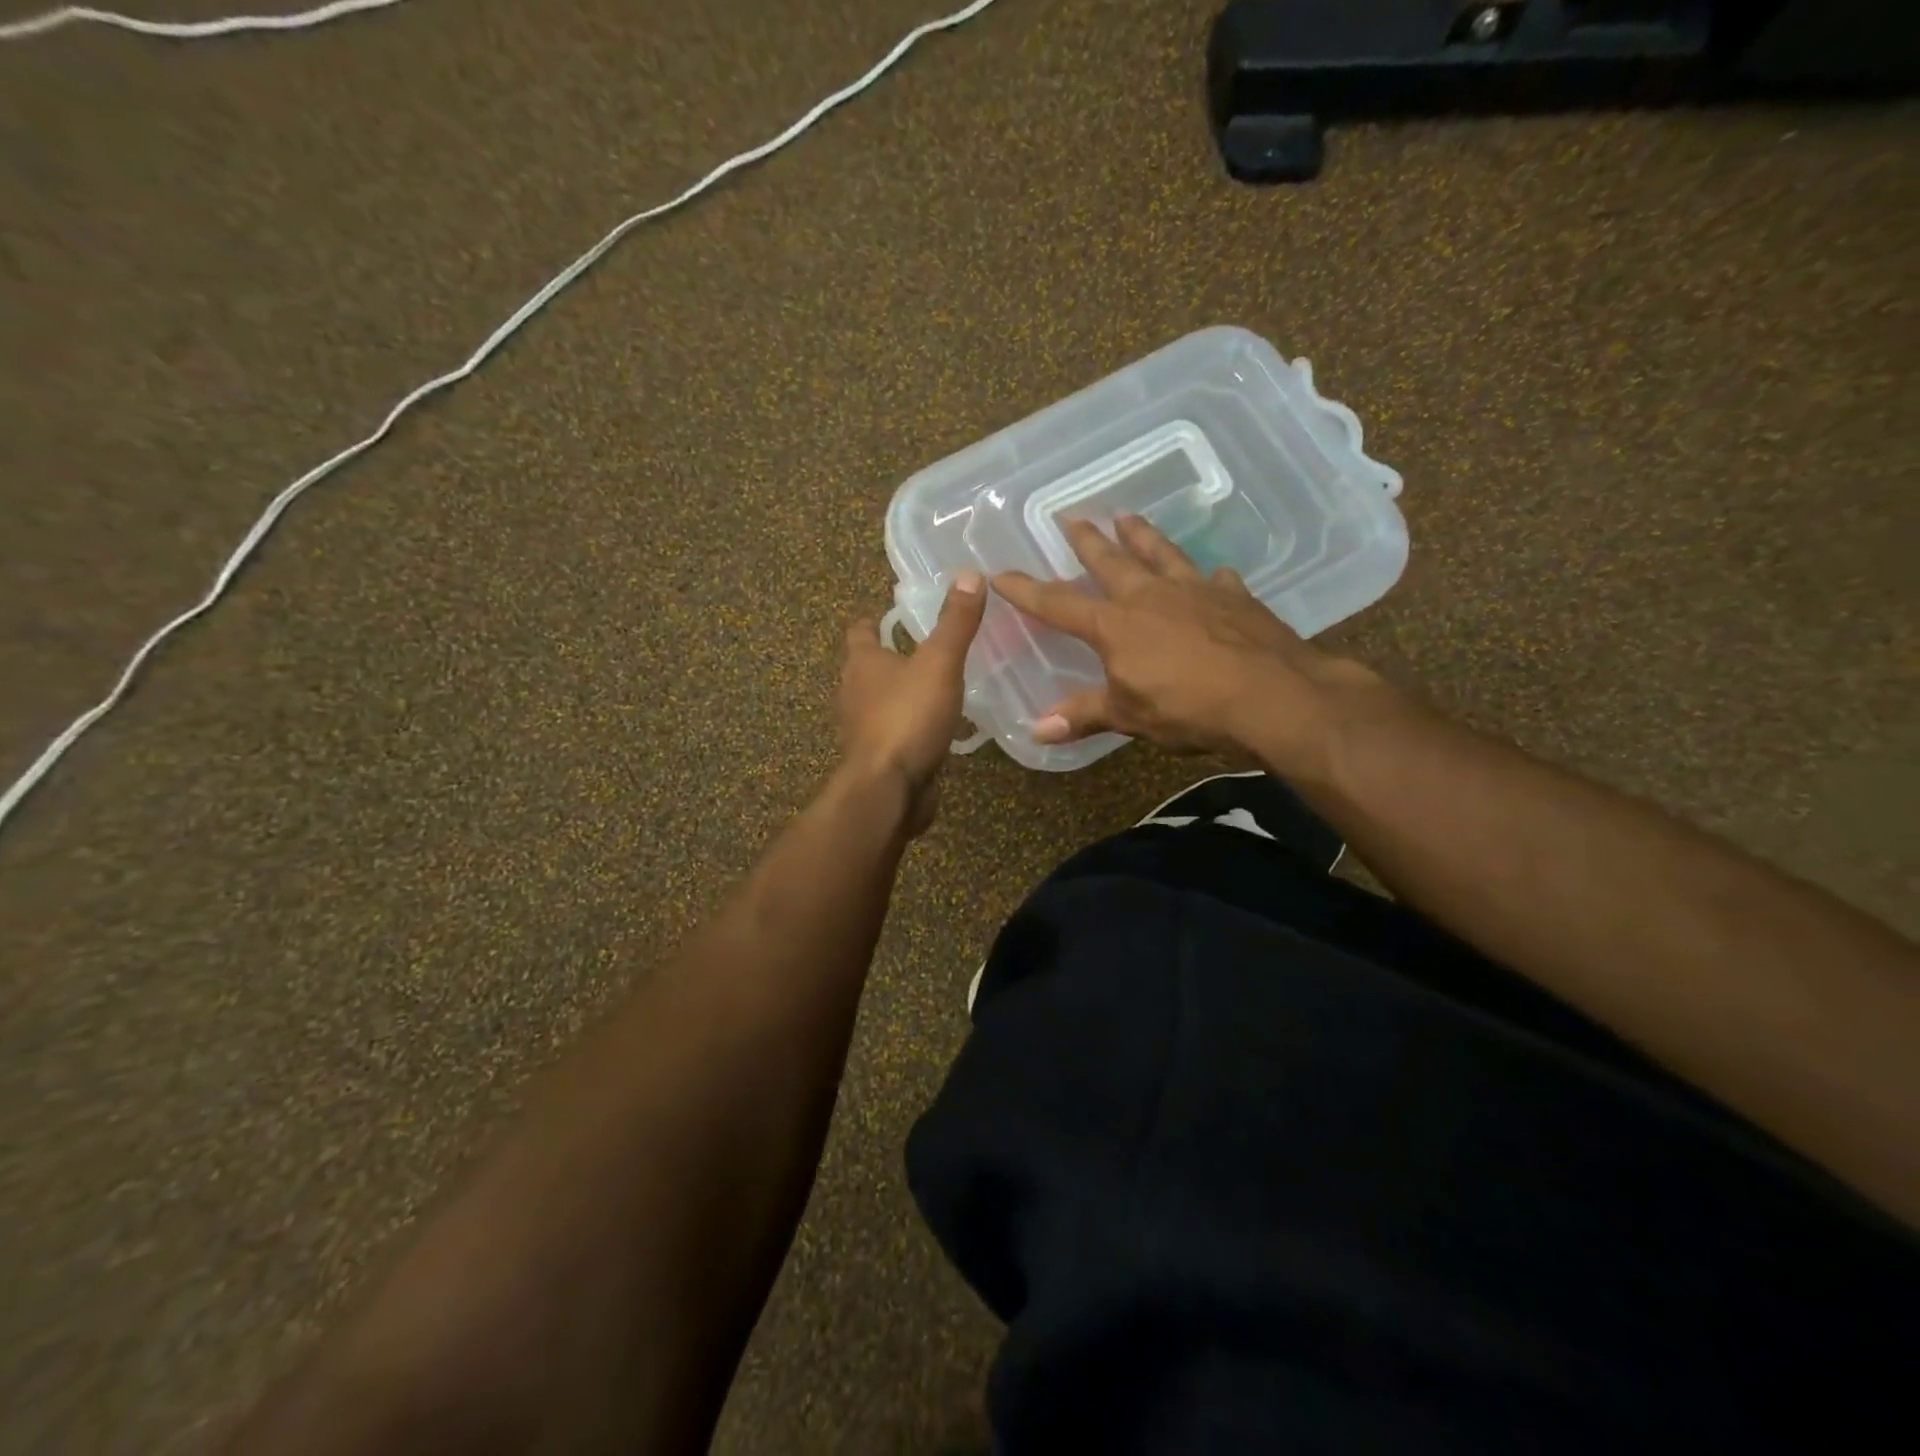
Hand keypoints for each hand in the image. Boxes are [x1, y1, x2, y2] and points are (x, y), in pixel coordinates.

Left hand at [838, 571, 986, 832]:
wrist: (889, 789)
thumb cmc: (907, 718)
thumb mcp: (939, 663)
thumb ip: (955, 622)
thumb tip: (968, 574)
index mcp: (862, 663)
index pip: (860, 631)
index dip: (873, 620)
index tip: (889, 613)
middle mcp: (854, 693)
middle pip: (867, 667)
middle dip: (889, 657)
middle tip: (923, 646)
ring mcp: (862, 729)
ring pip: (880, 701)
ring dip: (900, 693)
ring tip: (933, 685)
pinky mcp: (877, 758)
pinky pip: (894, 733)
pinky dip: (909, 726)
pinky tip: (935, 728)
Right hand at [993, 516, 1381, 774]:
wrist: (1272, 696)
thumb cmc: (1189, 708)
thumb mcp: (1129, 717)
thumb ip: (1084, 716)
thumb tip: (1036, 731)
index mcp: (1116, 625)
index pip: (1059, 604)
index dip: (1027, 591)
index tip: (1001, 574)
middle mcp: (1150, 596)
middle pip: (1110, 562)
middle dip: (1087, 541)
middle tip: (1071, 517)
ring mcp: (1195, 591)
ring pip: (1160, 553)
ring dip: (1141, 534)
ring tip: (1127, 515)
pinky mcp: (1235, 597)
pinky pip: (1215, 579)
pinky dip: (1208, 576)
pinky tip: (1212, 573)